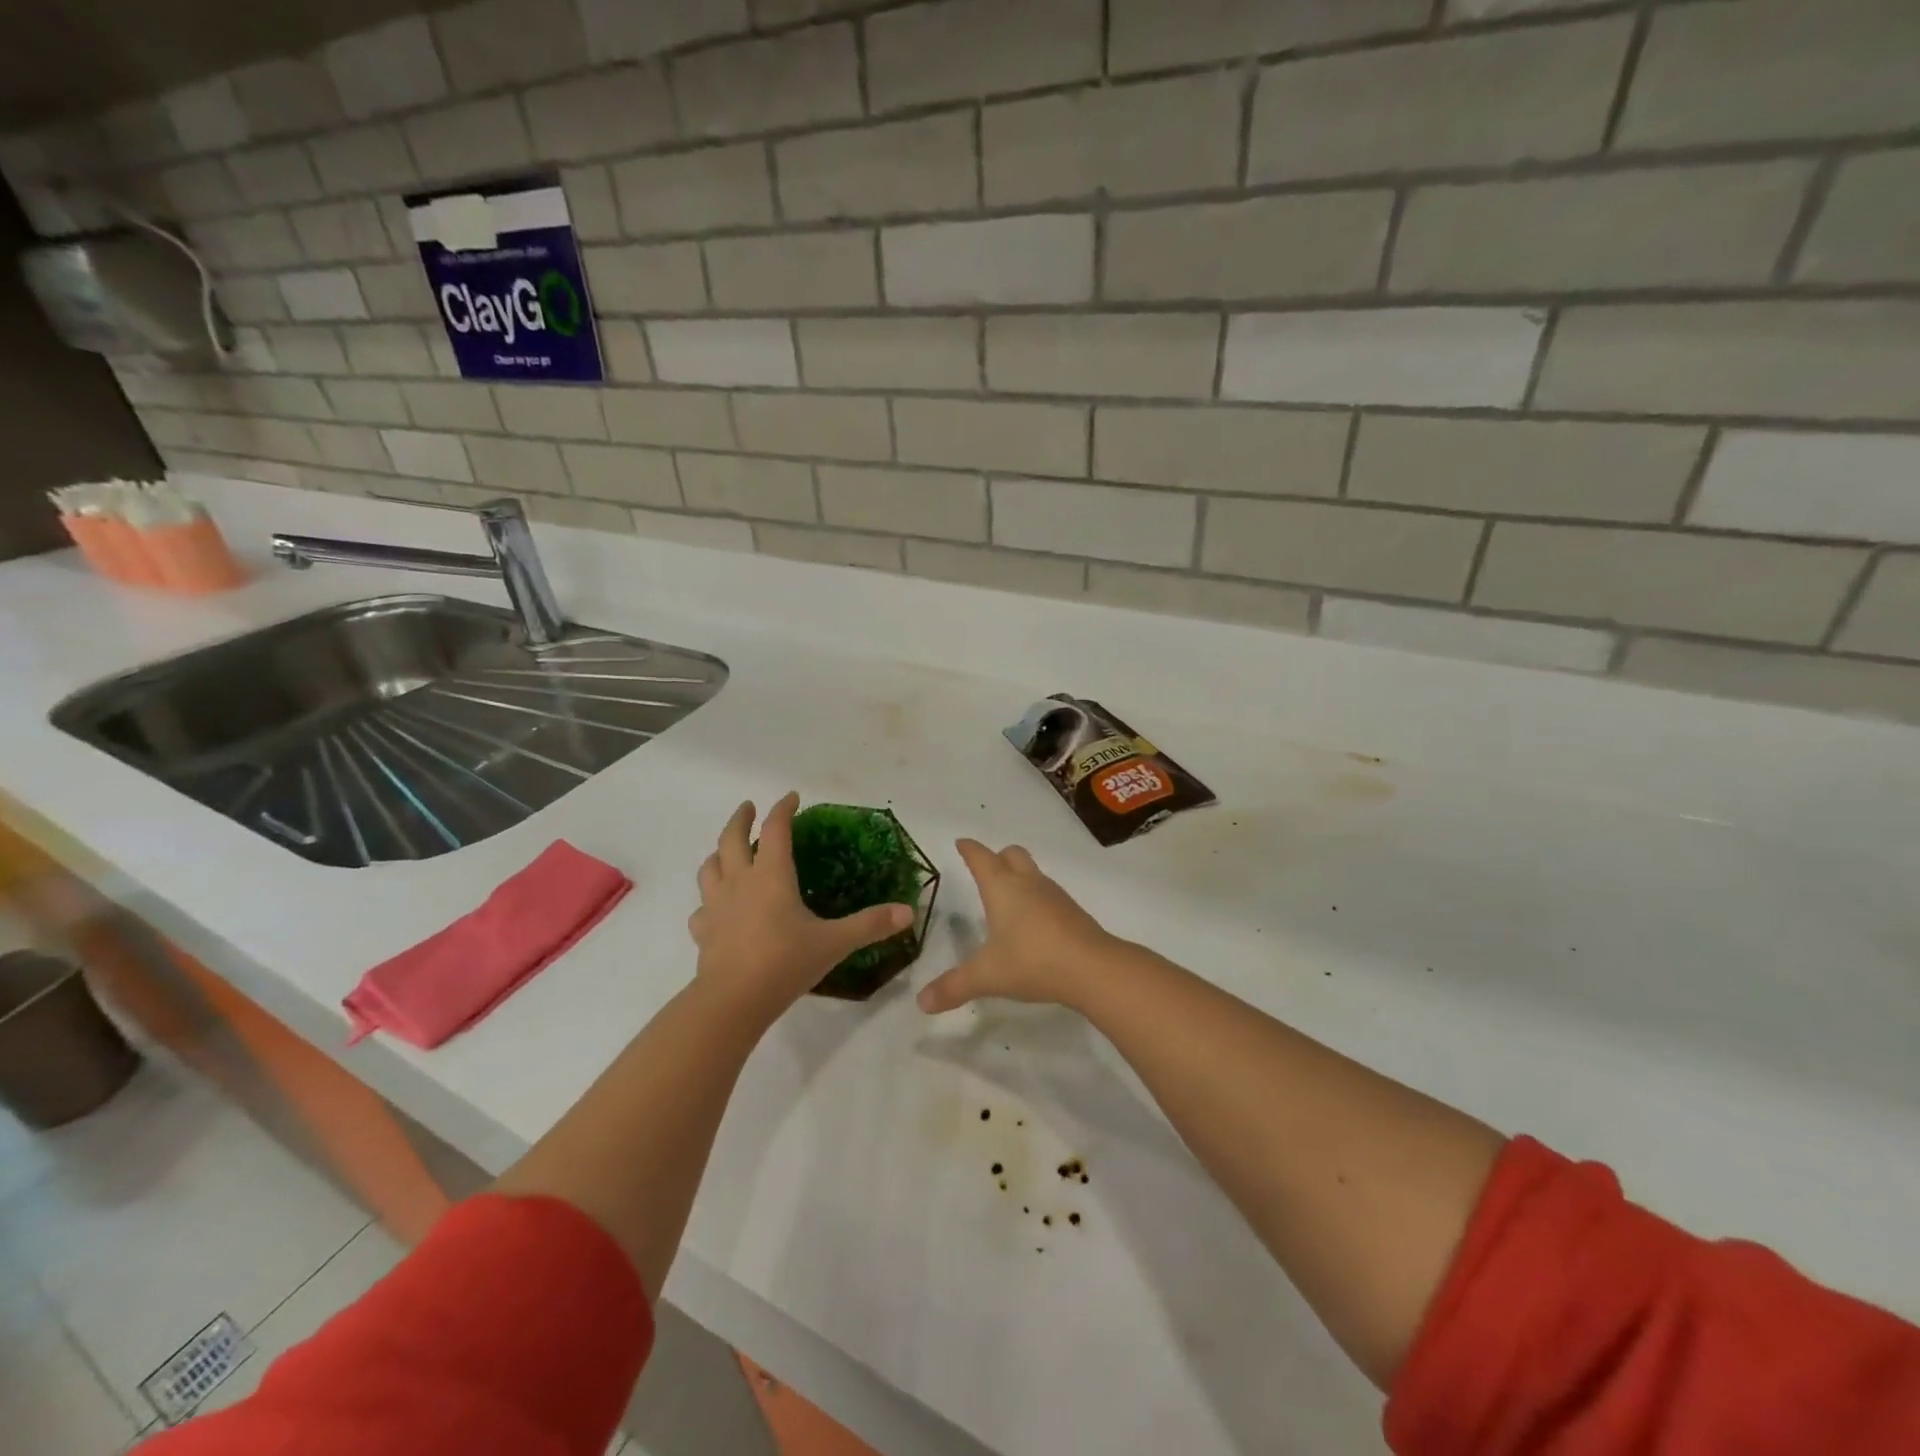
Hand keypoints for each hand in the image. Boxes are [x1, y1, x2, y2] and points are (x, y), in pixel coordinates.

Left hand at [689, 792, 912, 1021]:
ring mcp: (716, 906)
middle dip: (741, 819)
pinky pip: (702, 908)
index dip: (783, 809)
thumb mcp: (834, 943)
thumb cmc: (785, 962)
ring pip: (710, 868)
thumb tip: (908, 913)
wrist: (732, 1001)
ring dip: (719, 853)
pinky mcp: (703, 932)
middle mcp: (740, 882)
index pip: (776, 829)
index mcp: (771, 875)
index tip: (791, 796)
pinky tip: (716, 909)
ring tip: (727, 851)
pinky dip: (709, 900)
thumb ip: (870, 925)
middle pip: (731, 839)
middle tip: (748, 807)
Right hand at [917, 840, 1121, 1013]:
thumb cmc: (1032, 961)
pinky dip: (1037, 898)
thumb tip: (921, 1002)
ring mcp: (1054, 895)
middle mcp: (1028, 883)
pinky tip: (1033, 922)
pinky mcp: (1072, 912)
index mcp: (1002, 888)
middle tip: (986, 868)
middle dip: (997, 857)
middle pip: (1012, 854)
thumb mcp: (987, 976)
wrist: (1093, 968)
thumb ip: (953, 987)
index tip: (961, 842)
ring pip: (1033, 872)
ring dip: (1019, 876)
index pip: (981, 858)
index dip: (969, 849)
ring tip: (1008, 897)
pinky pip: (1048, 894)